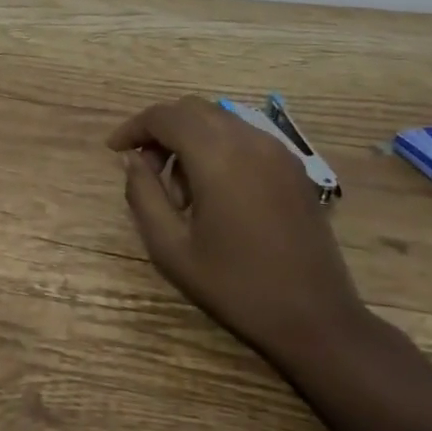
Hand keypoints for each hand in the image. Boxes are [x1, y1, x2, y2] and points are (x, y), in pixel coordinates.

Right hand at [108, 96, 367, 366]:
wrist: (317, 320)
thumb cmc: (236, 286)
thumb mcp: (170, 247)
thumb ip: (143, 194)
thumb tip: (133, 160)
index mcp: (218, 157)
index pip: (164, 117)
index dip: (134, 127)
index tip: (114, 150)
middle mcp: (250, 141)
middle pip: (192, 110)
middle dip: (160, 130)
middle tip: (145, 169)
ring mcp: (278, 152)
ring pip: (219, 121)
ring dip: (189, 139)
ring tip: (180, 192)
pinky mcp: (294, 169)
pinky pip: (244, 138)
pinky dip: (217, 148)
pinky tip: (213, 192)